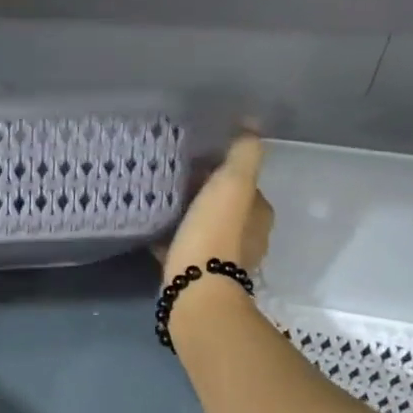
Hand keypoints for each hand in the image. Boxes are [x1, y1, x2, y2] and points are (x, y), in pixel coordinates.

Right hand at [162, 127, 271, 285]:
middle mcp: (247, 239)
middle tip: (175, 179)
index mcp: (259, 216)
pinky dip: (172, 240)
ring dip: (189, 218)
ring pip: (205, 229)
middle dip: (204, 194)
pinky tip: (152, 231)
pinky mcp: (196, 276)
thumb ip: (243, 152)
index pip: (245, 185)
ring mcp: (222, 261)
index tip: (197, 162)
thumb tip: (251, 123)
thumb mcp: (232, 183)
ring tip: (161, 203)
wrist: (195, 290)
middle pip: (225, 208)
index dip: (224, 171)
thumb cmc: (215, 233)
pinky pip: (183, 249)